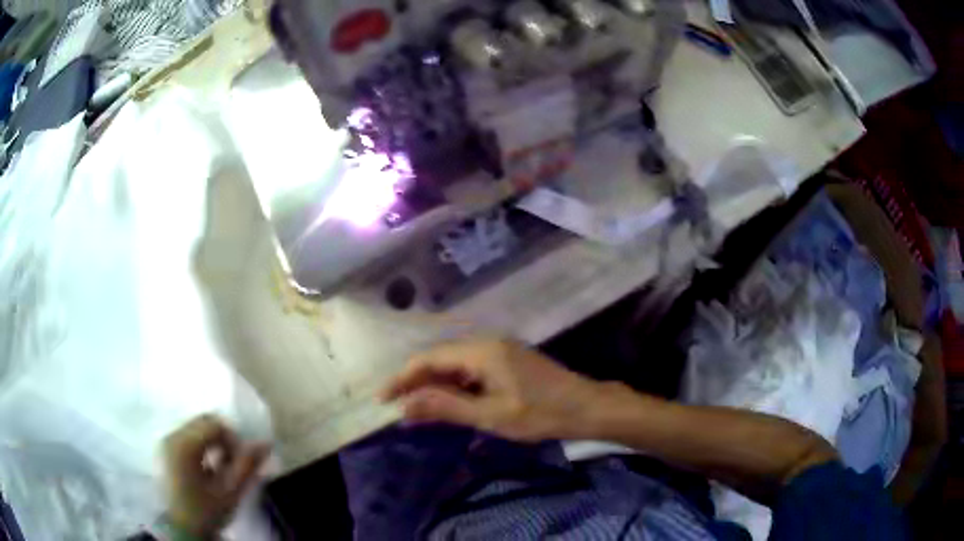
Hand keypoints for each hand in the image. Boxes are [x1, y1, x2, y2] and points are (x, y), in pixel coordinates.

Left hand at [163, 415, 269, 538]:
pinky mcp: (166, 449)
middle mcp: (172, 436)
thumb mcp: (230, 492)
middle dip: (224, 438)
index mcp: (185, 445)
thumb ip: (247, 466)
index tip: (242, 462)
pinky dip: (203, 445)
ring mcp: (167, 441)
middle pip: (204, 421)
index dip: (234, 440)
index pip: (215, 425)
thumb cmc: (207, 511)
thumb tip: (265, 443)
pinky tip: (209, 466)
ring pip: (196, 427)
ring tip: (223, 466)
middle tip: (235, 462)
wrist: (183, 528)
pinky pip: (188, 435)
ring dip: (214, 441)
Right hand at [382, 339, 603, 441]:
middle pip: (439, 359)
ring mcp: (499, 350)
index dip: (402, 379)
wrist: (586, 407)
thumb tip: (404, 406)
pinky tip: (449, 401)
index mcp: (480, 350)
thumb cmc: (540, 413)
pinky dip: (454, 385)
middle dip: (416, 382)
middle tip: (397, 408)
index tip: (383, 400)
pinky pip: (470, 369)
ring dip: (435, 385)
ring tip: (417, 408)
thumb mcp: (490, 415)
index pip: (428, 359)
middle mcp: (486, 342)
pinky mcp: (507, 360)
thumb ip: (445, 407)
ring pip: (454, 364)